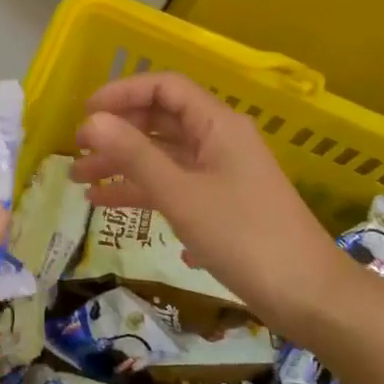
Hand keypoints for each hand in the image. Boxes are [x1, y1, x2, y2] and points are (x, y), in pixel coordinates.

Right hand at [69, 71, 342, 338]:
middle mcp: (220, 140)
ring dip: (124, 165)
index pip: (165, 88)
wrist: (307, 295)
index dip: (122, 93)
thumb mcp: (181, 195)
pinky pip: (175, 185)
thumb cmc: (243, 236)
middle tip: (76, 153)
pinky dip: (144, 191)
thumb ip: (134, 155)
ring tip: (81, 184)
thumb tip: (92, 121)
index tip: (84, 114)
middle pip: (161, 121)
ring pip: (164, 156)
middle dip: (117, 133)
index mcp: (217, 125)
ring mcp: (221, 173)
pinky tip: (112, 207)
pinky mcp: (222, 203)